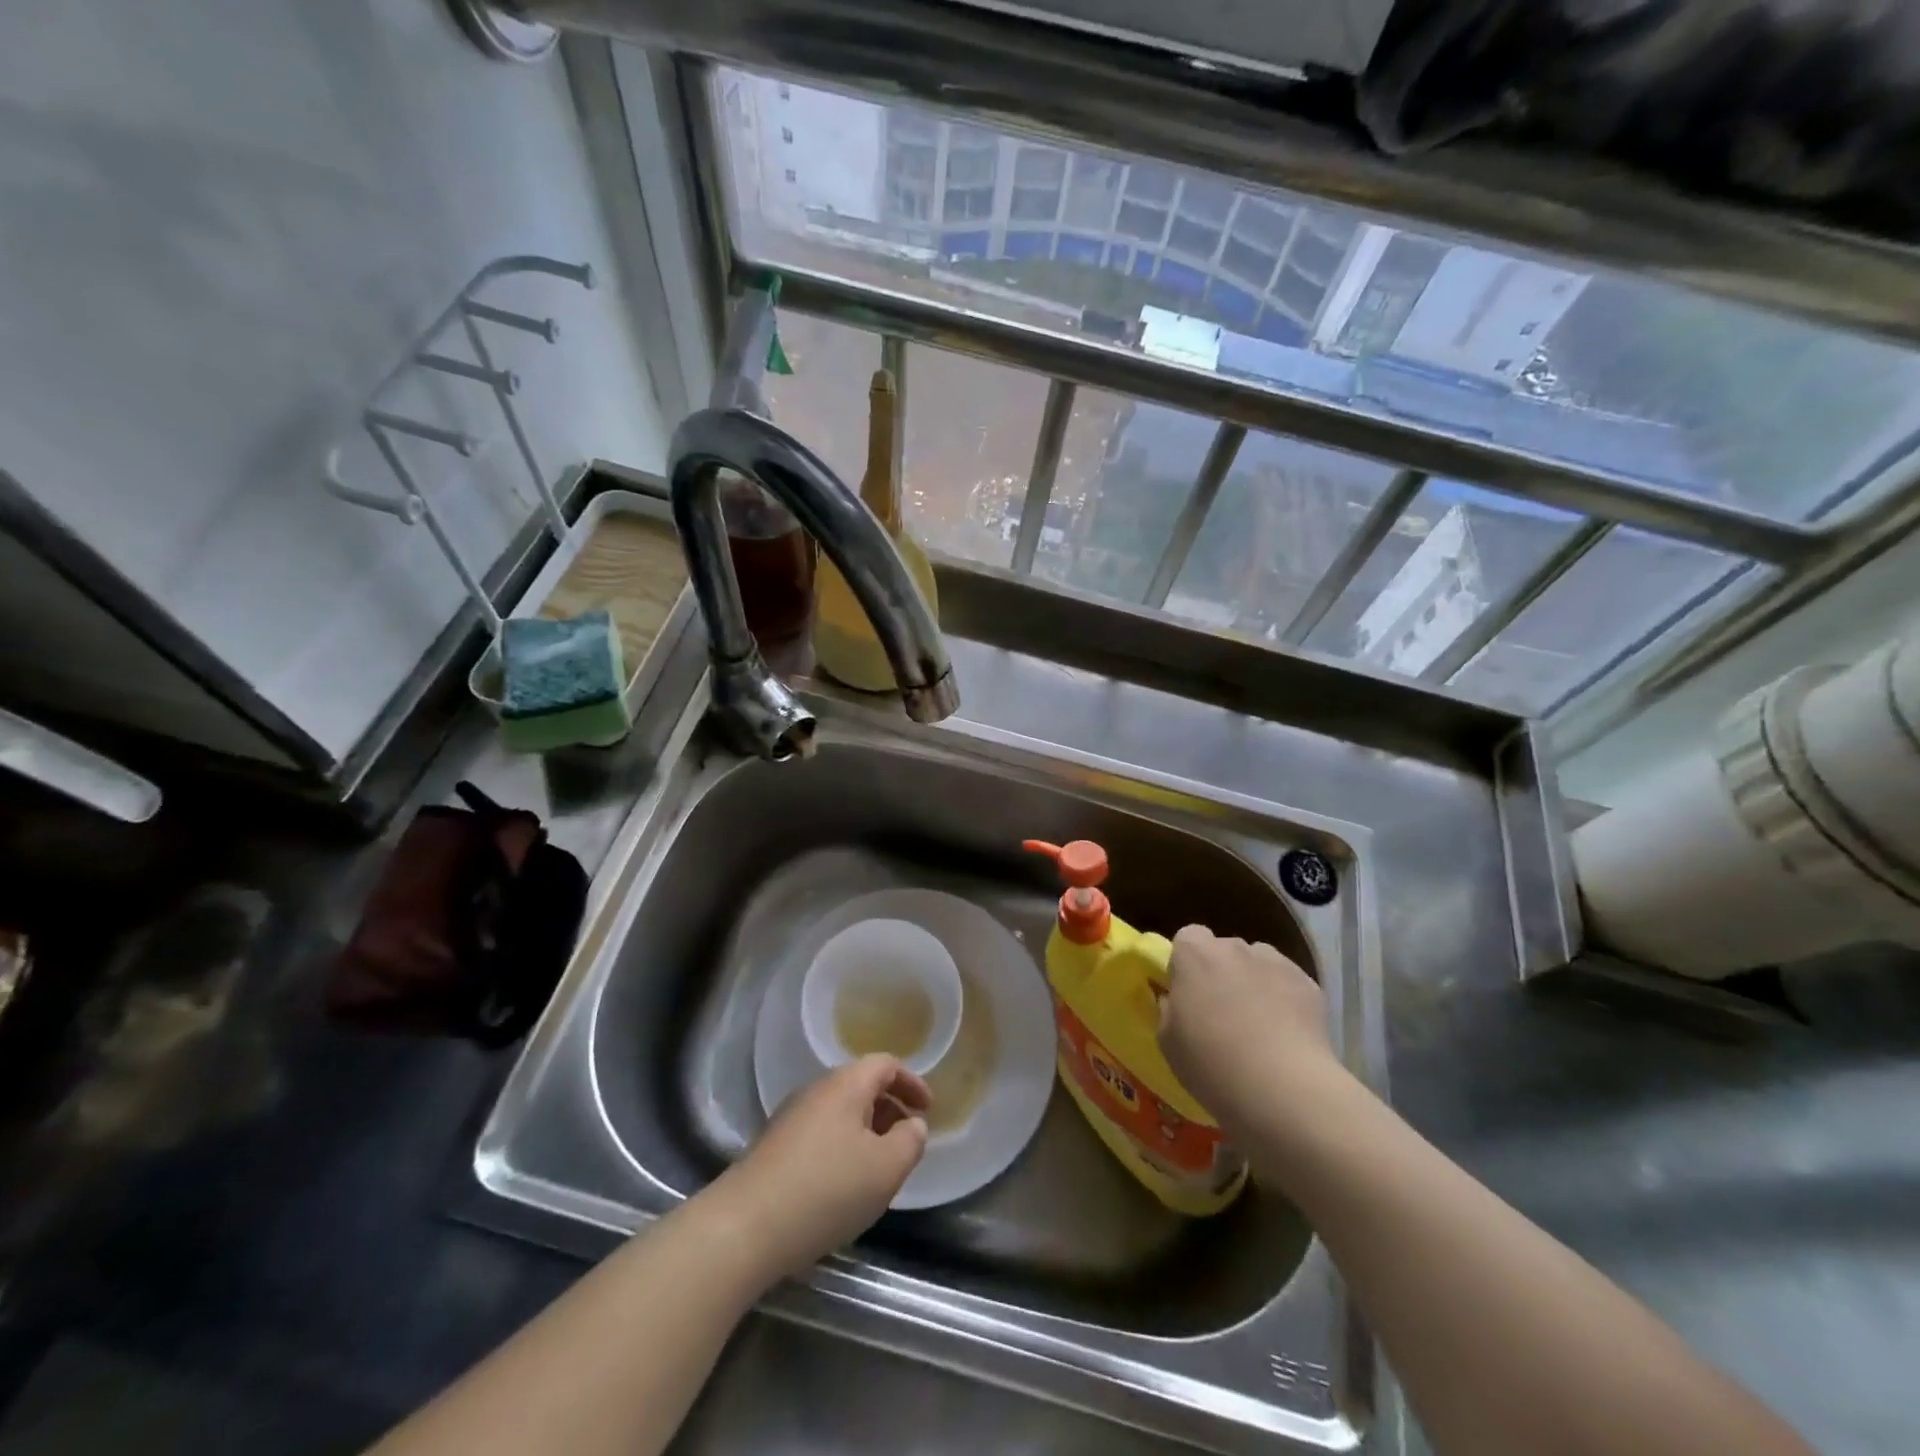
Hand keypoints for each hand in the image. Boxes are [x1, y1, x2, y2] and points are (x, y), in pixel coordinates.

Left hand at [712, 1055, 929, 1277]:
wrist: (744, 1227)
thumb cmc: (826, 1189)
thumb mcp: (885, 1168)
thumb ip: (909, 1141)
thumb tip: (912, 1124)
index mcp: (846, 1084)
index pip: (885, 1064)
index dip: (911, 1082)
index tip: (928, 1109)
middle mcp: (816, 1091)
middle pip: (861, 1086)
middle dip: (889, 1108)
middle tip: (907, 1140)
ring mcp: (790, 1119)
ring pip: (839, 1113)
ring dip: (865, 1131)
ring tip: (879, 1167)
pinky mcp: (773, 1149)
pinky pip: (820, 1135)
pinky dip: (842, 1149)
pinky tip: (843, 1186)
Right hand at [1158, 924, 1341, 1142]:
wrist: (1282, 1088)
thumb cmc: (1211, 1062)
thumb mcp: (1167, 1041)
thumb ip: (1169, 1009)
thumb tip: (1177, 1000)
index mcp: (1194, 954)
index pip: (1188, 937)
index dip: (1188, 964)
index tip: (1189, 994)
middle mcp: (1234, 947)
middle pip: (1225, 950)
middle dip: (1222, 973)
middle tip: (1222, 1013)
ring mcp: (1276, 962)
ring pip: (1259, 964)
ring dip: (1254, 983)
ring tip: (1259, 1024)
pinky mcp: (1309, 984)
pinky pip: (1288, 984)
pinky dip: (1285, 1000)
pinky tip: (1287, 1035)